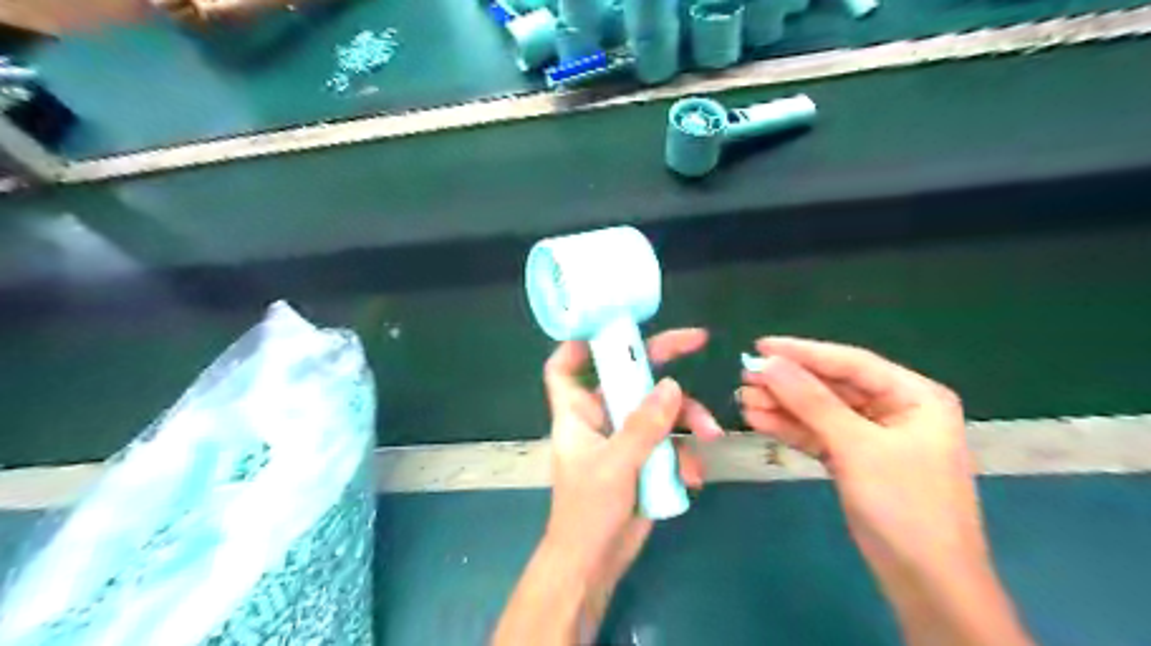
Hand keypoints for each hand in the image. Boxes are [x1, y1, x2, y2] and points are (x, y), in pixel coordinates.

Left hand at [545, 330, 721, 586]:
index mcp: (577, 412)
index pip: (563, 367)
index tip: (612, 327)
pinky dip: (685, 454)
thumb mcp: (615, 465)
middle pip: (628, 376)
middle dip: (663, 360)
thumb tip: (671, 385)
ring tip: (712, 436)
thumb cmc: (588, 512)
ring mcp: (625, 438)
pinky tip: (693, 478)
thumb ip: (643, 425)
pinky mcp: (644, 458)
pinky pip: (669, 442)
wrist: (595, 563)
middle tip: (698, 340)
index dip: (578, 343)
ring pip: (658, 409)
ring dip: (688, 418)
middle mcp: (600, 417)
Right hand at [737, 338, 1035, 644]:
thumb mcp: (857, 447)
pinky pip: (818, 434)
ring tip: (742, 399)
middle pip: (832, 386)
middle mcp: (895, 408)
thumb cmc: (905, 506)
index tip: (760, 346)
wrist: (926, 583)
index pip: (851, 362)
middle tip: (745, 376)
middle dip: (788, 383)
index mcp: (914, 396)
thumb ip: (811, 401)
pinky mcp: (854, 459)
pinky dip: (789, 428)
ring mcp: (873, 436)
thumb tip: (766, 363)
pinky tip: (757, 419)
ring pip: (820, 411)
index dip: (803, 352)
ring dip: (782, 405)